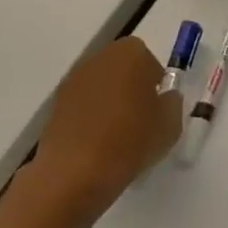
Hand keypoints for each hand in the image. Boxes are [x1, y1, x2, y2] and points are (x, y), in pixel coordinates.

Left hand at [29, 38, 184, 219]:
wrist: (76, 173)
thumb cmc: (132, 139)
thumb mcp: (171, 123)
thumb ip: (172, 102)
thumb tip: (165, 97)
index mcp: (129, 55)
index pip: (146, 56)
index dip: (154, 77)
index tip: (158, 102)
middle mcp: (98, 60)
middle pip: (120, 67)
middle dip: (131, 85)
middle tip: (142, 115)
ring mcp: (72, 84)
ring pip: (100, 86)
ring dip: (110, 101)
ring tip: (120, 132)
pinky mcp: (54, 109)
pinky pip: (82, 106)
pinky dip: (91, 117)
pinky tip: (99, 143)